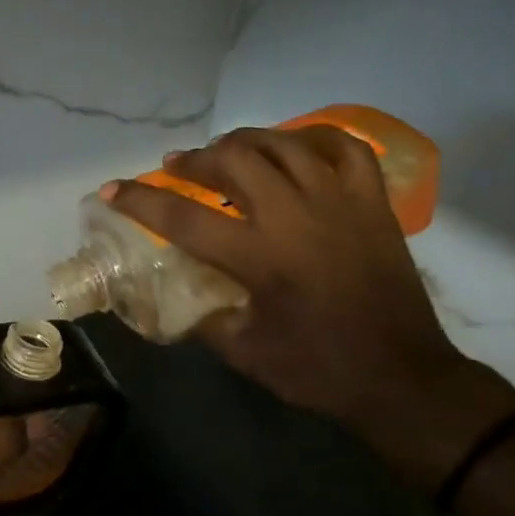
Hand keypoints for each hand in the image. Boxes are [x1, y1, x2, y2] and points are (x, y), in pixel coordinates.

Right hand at [107, 127, 514, 488]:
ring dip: (245, 140)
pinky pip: (344, 148)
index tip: (113, 189)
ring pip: (283, 144)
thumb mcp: (244, 352)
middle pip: (234, 160)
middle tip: (178, 167)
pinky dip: (314, 137)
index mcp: (259, 257)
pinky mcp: (372, 203)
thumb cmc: (318, 370)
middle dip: (196, 158)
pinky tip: (294, 145)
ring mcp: (339, 201)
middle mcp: (295, 216)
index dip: (140, 200)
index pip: (182, 216)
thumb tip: (182, 291)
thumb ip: (205, 315)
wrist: (401, 378)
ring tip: (226, 150)